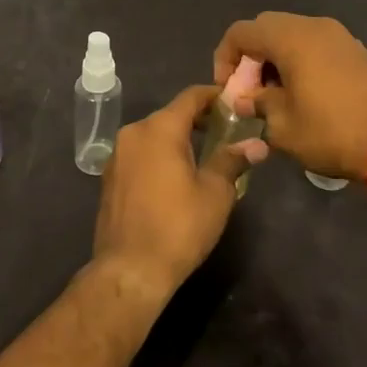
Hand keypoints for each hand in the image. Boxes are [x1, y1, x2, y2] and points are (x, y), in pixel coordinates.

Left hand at [92, 84, 267, 298]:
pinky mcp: (110, 177)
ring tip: (203, 156)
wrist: (129, 270)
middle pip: (171, 115)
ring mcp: (117, 155)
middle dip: (198, 120)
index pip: (190, 96)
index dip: (214, 96)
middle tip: (225, 133)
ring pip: (153, 135)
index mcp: (160, 128)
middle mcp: (134, 132)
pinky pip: (140, 154)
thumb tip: (257, 143)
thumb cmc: (178, 227)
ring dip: (177, 139)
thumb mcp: (215, 193)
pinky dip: (159, 156)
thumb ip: (232, 160)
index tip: (233, 104)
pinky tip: (175, 177)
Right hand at [213, 13, 366, 179]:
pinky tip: (304, 95)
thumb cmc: (332, 131)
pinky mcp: (356, 51)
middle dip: (251, 58)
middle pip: (267, 28)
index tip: (228, 90)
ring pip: (292, 36)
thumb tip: (244, 99)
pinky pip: (315, 46)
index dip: (225, 58)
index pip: (241, 32)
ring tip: (275, 97)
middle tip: (250, 92)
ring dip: (276, 60)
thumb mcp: (282, 126)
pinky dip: (300, 62)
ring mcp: (339, 36)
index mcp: (290, 37)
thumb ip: (257, 105)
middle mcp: (314, 26)